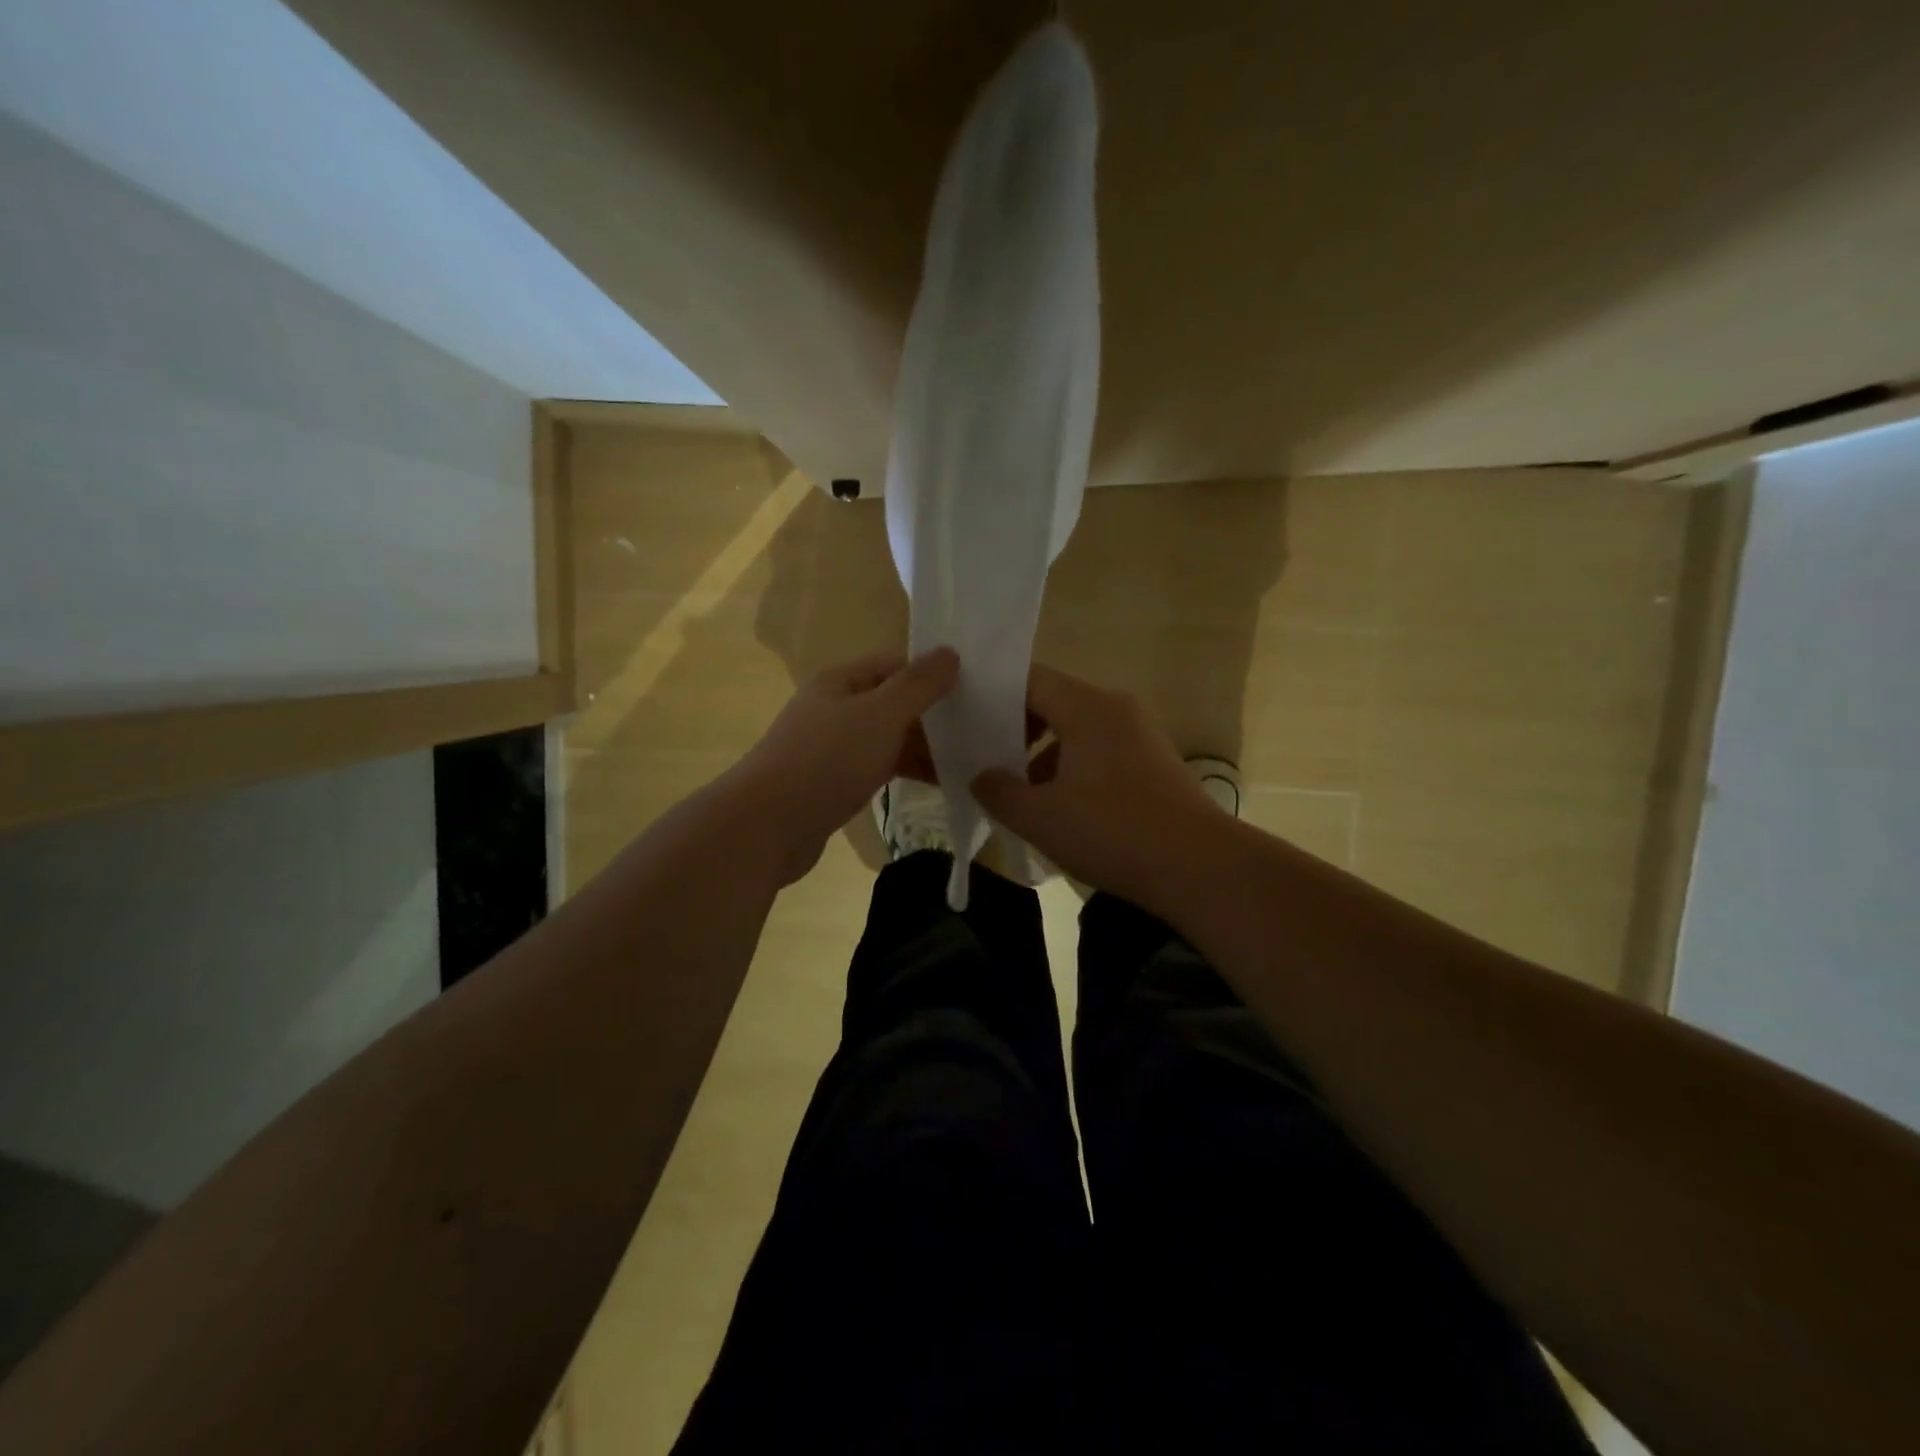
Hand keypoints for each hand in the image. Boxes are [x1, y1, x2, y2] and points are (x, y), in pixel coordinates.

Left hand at [732, 648, 958, 883]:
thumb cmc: (826, 761)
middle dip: (932, 715)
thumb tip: (950, 652)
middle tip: (981, 729)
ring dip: (922, 747)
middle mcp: (834, 709)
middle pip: (892, 703)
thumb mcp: (880, 715)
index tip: (974, 691)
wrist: (767, 826)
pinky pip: (877, 768)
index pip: (895, 665)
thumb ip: (917, 685)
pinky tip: (937, 784)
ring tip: (970, 759)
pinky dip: (905, 772)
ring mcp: (831, 748)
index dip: (932, 673)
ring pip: (887, 739)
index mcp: (840, 682)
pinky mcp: (832, 784)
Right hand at [972, 664, 1225, 908]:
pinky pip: (1099, 750)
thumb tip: (980, 777)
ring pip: (1075, 729)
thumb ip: (998, 791)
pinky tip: (1058, 808)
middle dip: (1014, 729)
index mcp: (1087, 706)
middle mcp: (1115, 707)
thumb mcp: (1040, 817)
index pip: (1028, 680)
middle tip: (981, 759)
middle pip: (1052, 701)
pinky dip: (1071, 768)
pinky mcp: (1152, 762)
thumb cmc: (1113, 832)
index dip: (991, 696)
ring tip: (1016, 791)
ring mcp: (1139, 733)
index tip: (963, 721)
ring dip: (1042, 754)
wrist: (1201, 868)